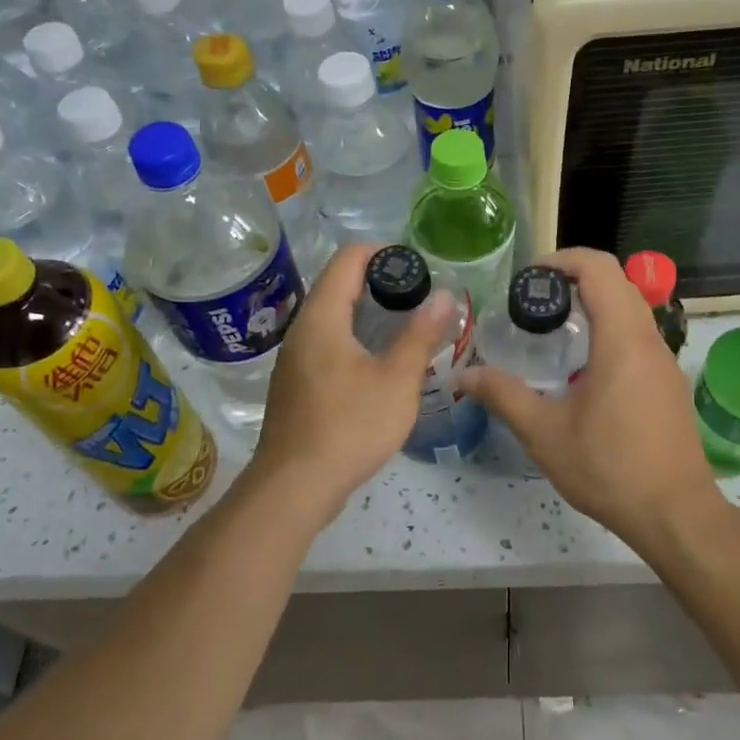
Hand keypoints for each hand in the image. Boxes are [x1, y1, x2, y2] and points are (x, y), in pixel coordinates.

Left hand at [249, 243, 454, 514]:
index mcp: (322, 318)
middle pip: (338, 286)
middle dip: (379, 284)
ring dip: (367, 315)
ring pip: (332, 319)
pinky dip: (354, 341)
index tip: (416, 267)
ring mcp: (294, 360)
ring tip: (405, 328)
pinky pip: (326, 346)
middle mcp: (301, 330)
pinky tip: (378, 365)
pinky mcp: (295, 385)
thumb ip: (420, 335)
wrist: (295, 486)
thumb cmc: (349, 426)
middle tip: (419, 298)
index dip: (382, 252)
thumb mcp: (397, 380)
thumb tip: (445, 296)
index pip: (347, 259)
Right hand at [461, 247, 718, 548]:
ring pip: (631, 310)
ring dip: (593, 305)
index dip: (563, 259)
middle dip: (574, 280)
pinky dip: (608, 331)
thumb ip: (503, 396)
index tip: (529, 278)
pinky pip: (638, 337)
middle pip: (617, 283)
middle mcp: (650, 341)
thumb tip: (462, 376)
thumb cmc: (610, 469)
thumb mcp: (545, 433)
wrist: (676, 515)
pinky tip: (582, 370)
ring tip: (552, 331)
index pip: (600, 268)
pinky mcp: (668, 384)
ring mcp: (664, 363)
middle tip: (533, 303)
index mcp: (622, 340)